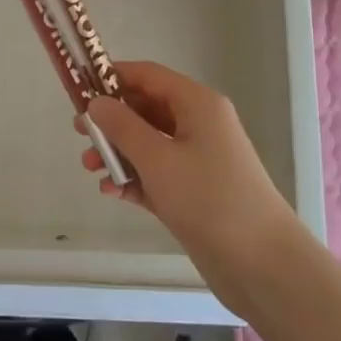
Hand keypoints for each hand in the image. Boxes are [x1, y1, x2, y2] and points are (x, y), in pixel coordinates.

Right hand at [81, 61, 305, 310]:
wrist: (262, 265)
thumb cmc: (209, 199)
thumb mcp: (158, 158)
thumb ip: (122, 127)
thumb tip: (96, 102)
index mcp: (197, 104)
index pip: (148, 75)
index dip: (113, 77)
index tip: (78, 87)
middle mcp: (198, 124)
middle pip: (146, 109)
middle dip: (111, 121)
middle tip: (80, 134)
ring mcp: (198, 159)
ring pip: (148, 143)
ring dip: (118, 153)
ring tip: (91, 169)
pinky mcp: (194, 192)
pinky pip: (156, 173)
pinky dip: (134, 178)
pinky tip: (112, 193)